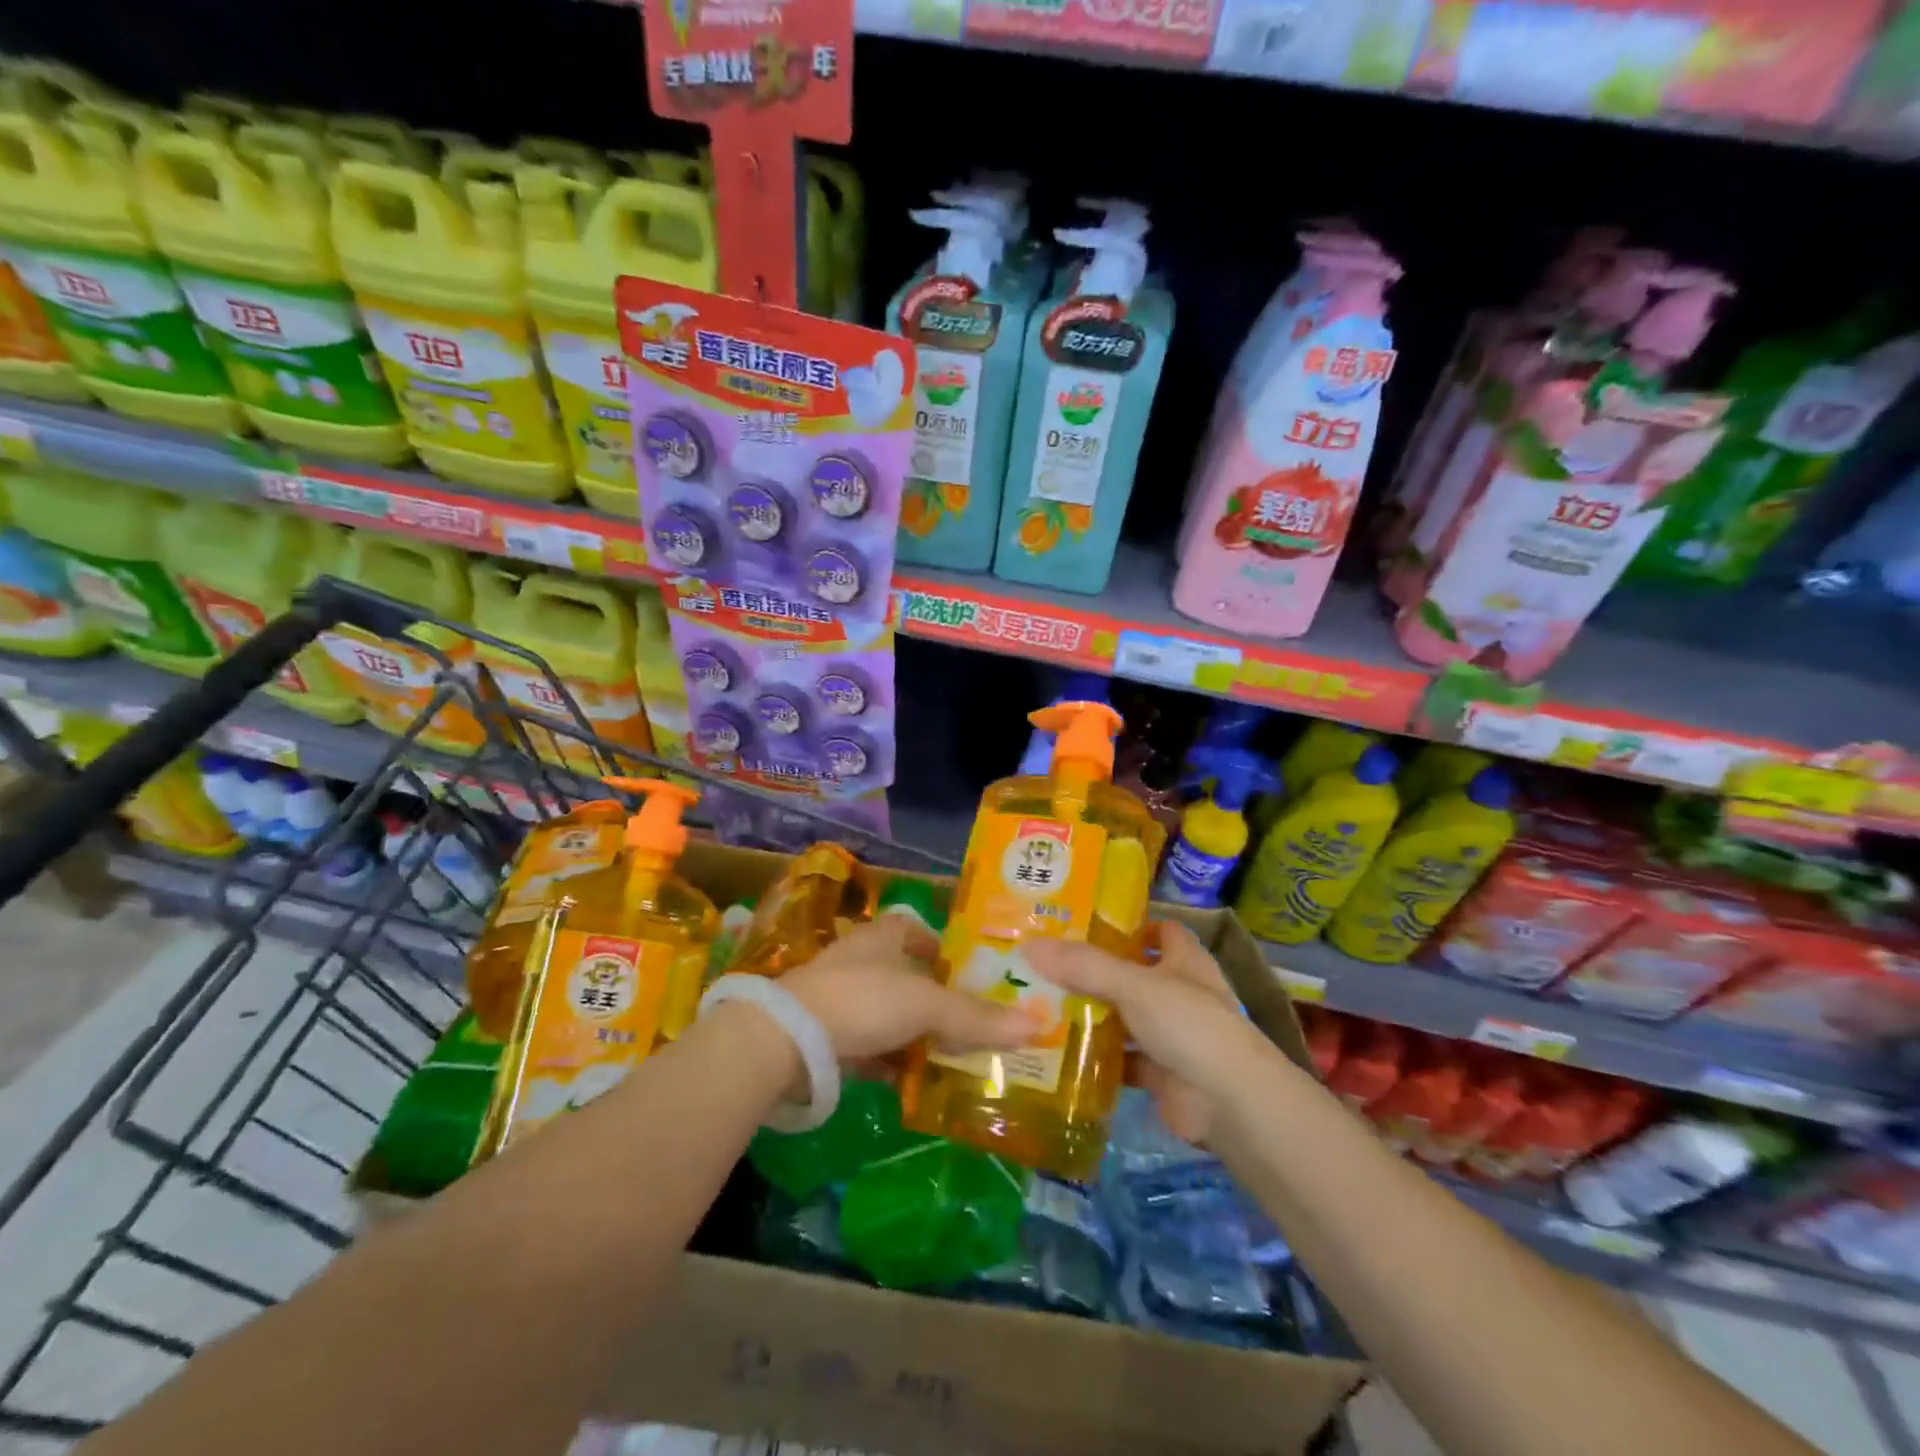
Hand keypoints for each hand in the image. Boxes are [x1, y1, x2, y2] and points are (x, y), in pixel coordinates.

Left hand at [781, 917, 1037, 1062]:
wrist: (787, 1039)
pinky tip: (911, 1083)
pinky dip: (890, 1061)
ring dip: (914, 1035)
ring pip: (888, 1014)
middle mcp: (861, 959)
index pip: (918, 932)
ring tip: (950, 1059)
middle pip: (906, 977)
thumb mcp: (926, 1006)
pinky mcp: (825, 1035)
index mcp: (884, 936)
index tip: (970, 975)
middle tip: (971, 1024)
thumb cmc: (863, 1000)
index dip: (943, 949)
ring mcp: (839, 997)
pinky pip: (869, 1046)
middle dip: (936, 1000)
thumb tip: (1038, 1023)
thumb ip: (977, 1017)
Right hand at [1025, 921, 1256, 1144]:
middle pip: (1132, 974)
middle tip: (1044, 965)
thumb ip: (1083, 966)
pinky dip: (1097, 1058)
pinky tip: (1060, 1053)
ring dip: (1092, 1015)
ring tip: (1040, 1005)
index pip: (1158, 930)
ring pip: (1124, 1017)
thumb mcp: (1133, 985)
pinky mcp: (1159, 1073)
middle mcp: (1178, 993)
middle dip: (1094, 972)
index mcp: (1184, 960)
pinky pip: (1121, 1059)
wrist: (1228, 1103)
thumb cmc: (1189, 1025)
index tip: (1081, 925)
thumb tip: (1031, 946)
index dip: (1127, 926)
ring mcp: (1170, 1035)